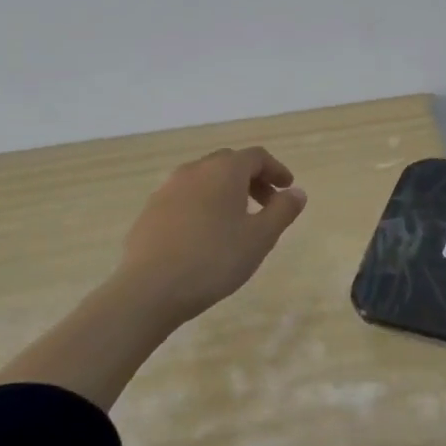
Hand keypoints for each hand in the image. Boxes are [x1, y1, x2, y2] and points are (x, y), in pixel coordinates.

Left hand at [116, 147, 307, 320]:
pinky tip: (204, 235)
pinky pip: (184, 198)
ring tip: (236, 221)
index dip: (276, 169)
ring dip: (225, 192)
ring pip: (204, 180)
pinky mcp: (149, 211)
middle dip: (251, 179)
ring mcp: (166, 189)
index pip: (256, 157)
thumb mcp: (260, 238)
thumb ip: (282, 211)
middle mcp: (194, 170)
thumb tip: (297, 192)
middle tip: (266, 204)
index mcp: (224, 170)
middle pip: (229, 164)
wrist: (149, 289)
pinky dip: (202, 205)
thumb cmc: (214, 259)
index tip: (287, 188)